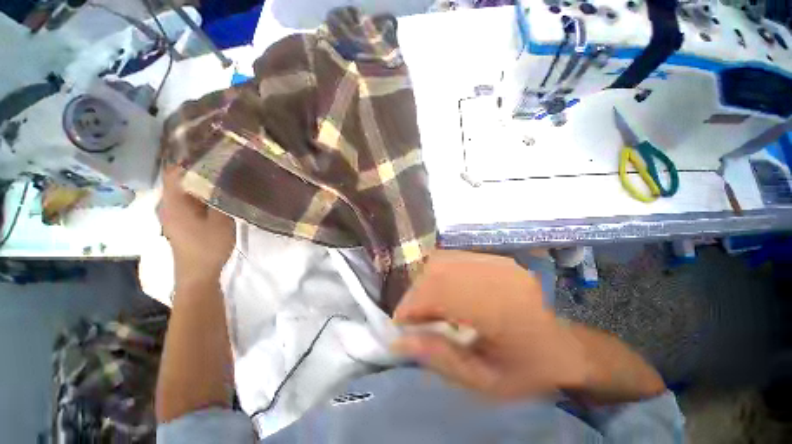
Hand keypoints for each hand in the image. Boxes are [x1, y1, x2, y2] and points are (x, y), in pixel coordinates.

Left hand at [157, 168, 234, 286]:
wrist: (197, 274)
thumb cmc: (209, 246)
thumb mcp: (221, 220)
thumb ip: (219, 197)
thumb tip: (222, 177)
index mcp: (173, 202)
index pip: (175, 171)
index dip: (190, 160)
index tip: (213, 155)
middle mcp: (166, 204)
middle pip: (179, 179)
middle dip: (199, 171)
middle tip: (223, 167)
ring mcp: (170, 214)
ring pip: (183, 191)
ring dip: (200, 184)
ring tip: (222, 180)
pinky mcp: (177, 222)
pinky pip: (186, 201)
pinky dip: (198, 195)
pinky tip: (215, 197)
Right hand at [393, 250, 587, 399]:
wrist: (567, 345)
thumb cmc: (528, 369)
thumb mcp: (485, 381)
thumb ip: (440, 359)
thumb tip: (400, 341)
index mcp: (498, 308)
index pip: (439, 292)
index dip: (412, 305)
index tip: (401, 325)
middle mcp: (495, 275)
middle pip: (437, 271)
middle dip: (416, 294)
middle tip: (412, 318)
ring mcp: (495, 262)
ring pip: (442, 261)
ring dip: (425, 283)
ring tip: (425, 307)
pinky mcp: (493, 258)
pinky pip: (453, 258)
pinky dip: (438, 274)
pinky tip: (442, 292)